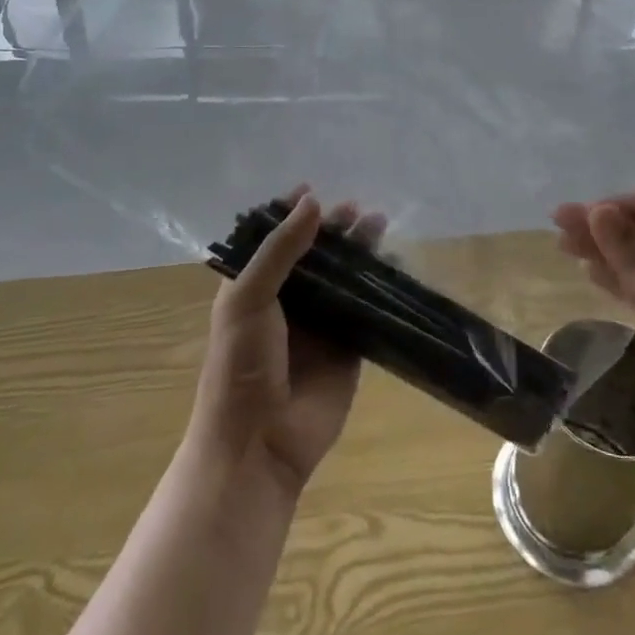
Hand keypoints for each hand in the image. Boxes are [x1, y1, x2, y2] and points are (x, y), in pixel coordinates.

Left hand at [188, 189, 375, 496]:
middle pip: (315, 255)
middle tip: (358, 209)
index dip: (292, 215)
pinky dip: (380, 287)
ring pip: (344, 277)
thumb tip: (313, 201)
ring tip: (379, 224)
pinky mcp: (349, 348)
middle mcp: (288, 301)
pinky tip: (394, 264)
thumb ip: (280, 249)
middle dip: (334, 229)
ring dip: (360, 251)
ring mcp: (321, 325)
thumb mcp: (248, 298)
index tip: (314, 190)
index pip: (274, 240)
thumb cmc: (240, 365)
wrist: (258, 444)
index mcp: (254, 287)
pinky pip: (367, 309)